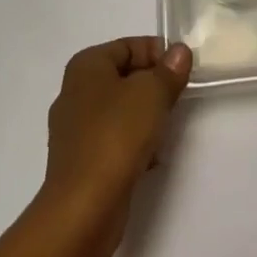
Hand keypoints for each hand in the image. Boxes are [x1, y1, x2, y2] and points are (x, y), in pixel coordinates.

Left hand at [42, 38, 191, 224]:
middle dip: (153, 86)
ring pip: (121, 110)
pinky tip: (151, 158)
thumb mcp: (152, 93)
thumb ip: (169, 70)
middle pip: (125, 77)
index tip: (182, 71)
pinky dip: (133, 144)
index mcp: (86, 66)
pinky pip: (113, 140)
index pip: (129, 46)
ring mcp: (75, 130)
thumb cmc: (116, 137)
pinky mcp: (80, 162)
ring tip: (166, 130)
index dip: (158, 54)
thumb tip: (179, 52)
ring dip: (145, 116)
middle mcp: (75, 92)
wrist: (83, 211)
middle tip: (177, 98)